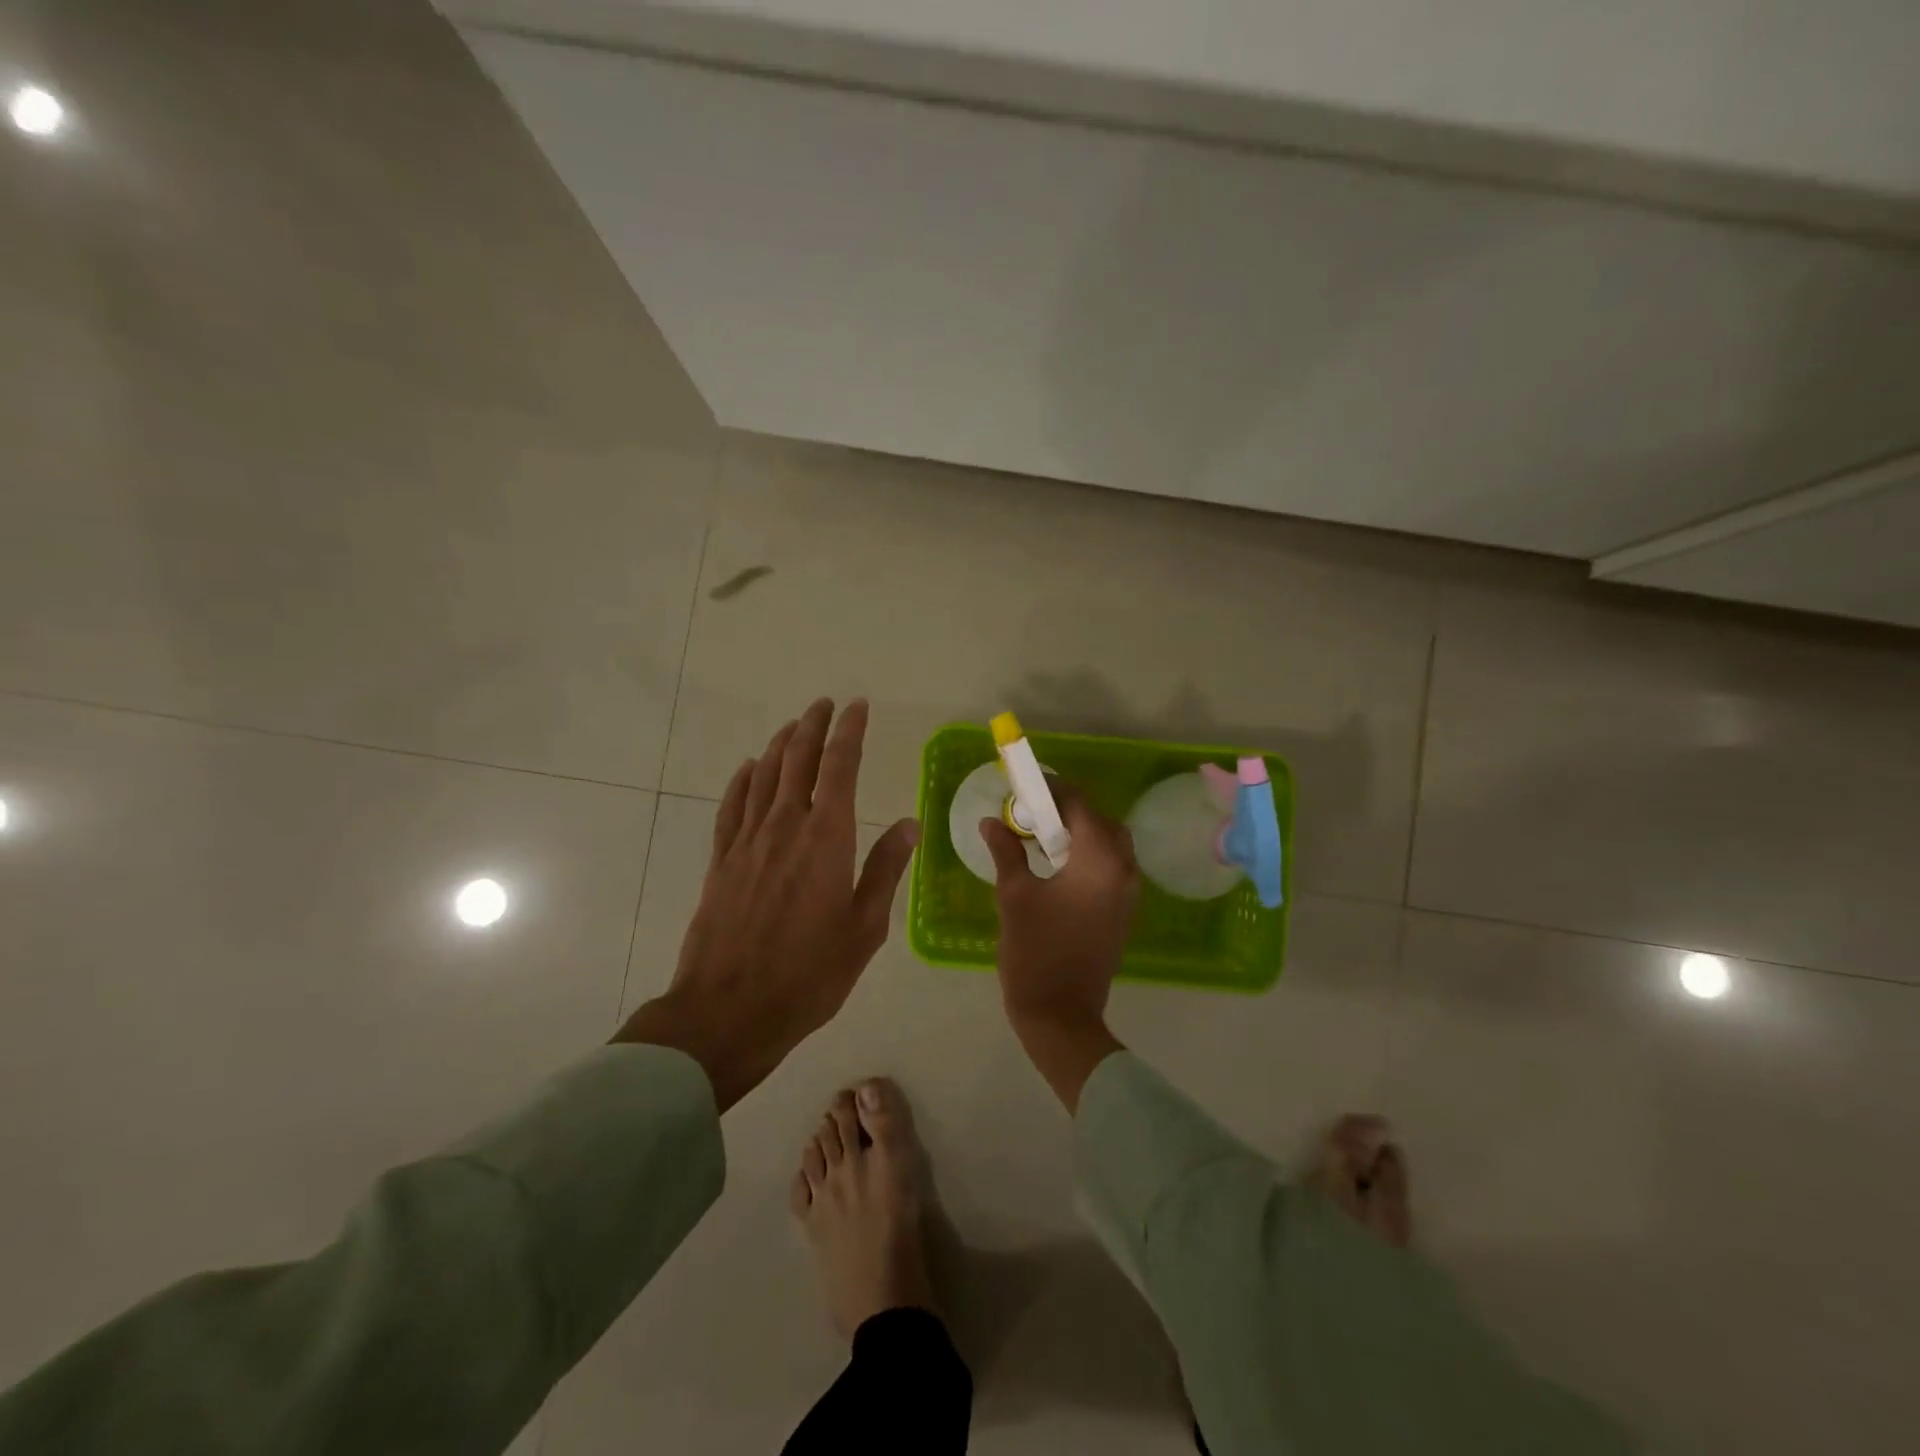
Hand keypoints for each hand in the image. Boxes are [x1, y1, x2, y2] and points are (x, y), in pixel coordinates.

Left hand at [616, 699, 918, 1110]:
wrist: (729, 1010)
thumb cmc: (809, 974)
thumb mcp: (864, 928)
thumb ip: (885, 870)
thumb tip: (908, 824)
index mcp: (826, 838)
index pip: (840, 767)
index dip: (849, 732)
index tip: (856, 707)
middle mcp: (785, 827)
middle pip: (797, 760)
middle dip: (812, 726)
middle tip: (824, 704)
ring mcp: (748, 842)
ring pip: (764, 775)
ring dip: (780, 745)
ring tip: (793, 727)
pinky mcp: (722, 861)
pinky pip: (732, 806)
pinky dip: (743, 780)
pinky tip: (749, 768)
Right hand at [981, 786, 1138, 1110]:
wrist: (1061, 1014)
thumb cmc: (1035, 950)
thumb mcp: (1014, 895)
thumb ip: (1006, 851)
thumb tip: (990, 822)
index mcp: (1100, 859)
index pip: (1080, 805)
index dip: (1052, 790)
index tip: (1025, 788)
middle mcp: (1124, 869)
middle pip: (1100, 821)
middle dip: (1067, 811)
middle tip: (1031, 815)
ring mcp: (1129, 892)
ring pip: (1110, 843)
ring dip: (1080, 833)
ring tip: (1042, 839)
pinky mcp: (1125, 910)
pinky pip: (1113, 866)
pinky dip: (1089, 855)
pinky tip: (1058, 866)